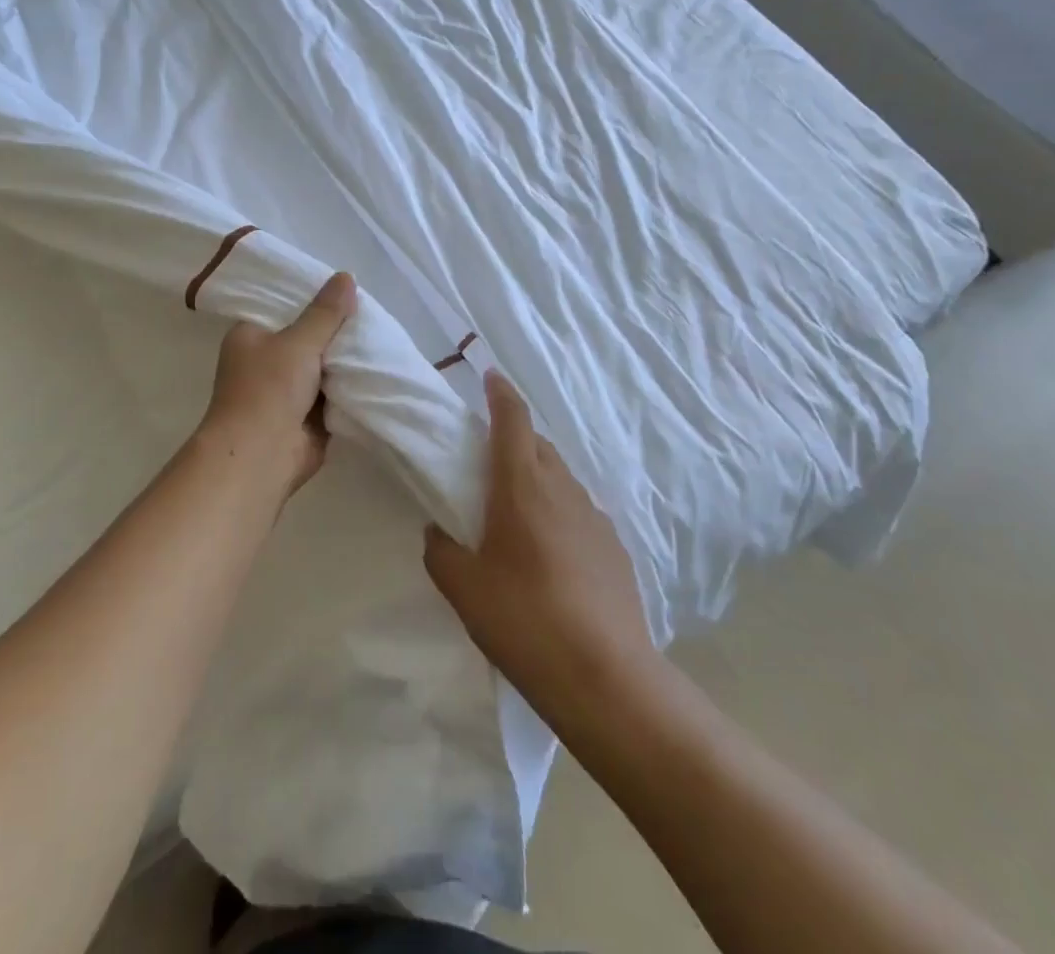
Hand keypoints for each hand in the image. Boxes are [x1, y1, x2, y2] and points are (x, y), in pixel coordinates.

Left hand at [199, 272, 357, 498]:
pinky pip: (332, 393)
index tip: (346, 289)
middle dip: (336, 331)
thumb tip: (346, 276)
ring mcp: (286, 390)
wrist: (261, 457)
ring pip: (323, 366)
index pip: (284, 306)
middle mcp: (265, 360)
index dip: (314, 298)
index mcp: (251, 335)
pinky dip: (349, 387)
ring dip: (345, 360)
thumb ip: (326, 312)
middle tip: (371, 315)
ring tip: (381, 337)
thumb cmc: (268, 389)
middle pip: (307, 336)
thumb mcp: (299, 342)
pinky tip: (378, 370)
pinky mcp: (305, 416)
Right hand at [424, 372, 653, 723]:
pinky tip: (551, 553)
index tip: (490, 377)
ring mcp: (595, 517)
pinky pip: (579, 512)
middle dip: (514, 437)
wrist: (606, 677)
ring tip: (517, 510)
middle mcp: (562, 488)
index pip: (512, 419)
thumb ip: (441, 550)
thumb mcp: (463, 588)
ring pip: (561, 478)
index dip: (500, 393)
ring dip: (538, 476)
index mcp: (522, 485)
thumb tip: (439, 532)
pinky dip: (560, 512)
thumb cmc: (524, 620)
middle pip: (538, 444)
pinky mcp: (615, 548)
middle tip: (488, 458)